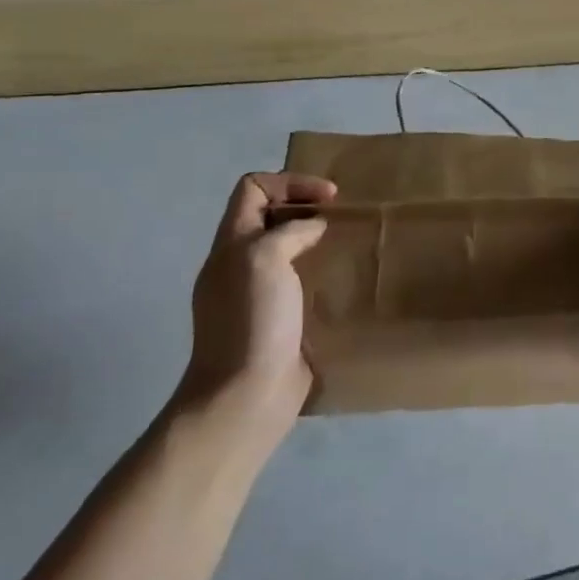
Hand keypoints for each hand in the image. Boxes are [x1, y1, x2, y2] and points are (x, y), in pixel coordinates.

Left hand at [178, 172, 336, 433]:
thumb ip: (289, 231)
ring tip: (347, 245)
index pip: (253, 189)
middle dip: (306, 209)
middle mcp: (240, 264)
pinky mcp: (278, 322)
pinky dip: (320, 274)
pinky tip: (342, 283)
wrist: (246, 396)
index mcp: (231, 244)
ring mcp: (258, 295)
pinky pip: (299, 284)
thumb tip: (313, 228)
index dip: (291, 182)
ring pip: (287, 250)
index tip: (330, 198)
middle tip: (341, 218)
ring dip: (316, 242)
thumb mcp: (264, 259)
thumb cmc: (252, 321)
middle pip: (269, 216)